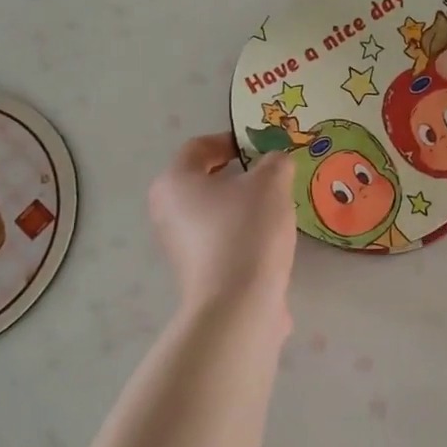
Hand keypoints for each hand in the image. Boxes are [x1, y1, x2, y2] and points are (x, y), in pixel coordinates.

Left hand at [148, 134, 295, 321]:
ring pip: (216, 212)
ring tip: (278, 208)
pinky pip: (222, 240)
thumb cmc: (247, 230)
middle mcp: (168, 212)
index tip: (263, 146)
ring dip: (244, 206)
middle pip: (205, 180)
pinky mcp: (198, 272)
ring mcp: (180, 246)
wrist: (238, 306)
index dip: (232, 140)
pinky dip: (244, 234)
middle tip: (274, 175)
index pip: (199, 147)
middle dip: (241, 174)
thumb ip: (276, 162)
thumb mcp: (271, 183)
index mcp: (174, 182)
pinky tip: (271, 240)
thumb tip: (276, 162)